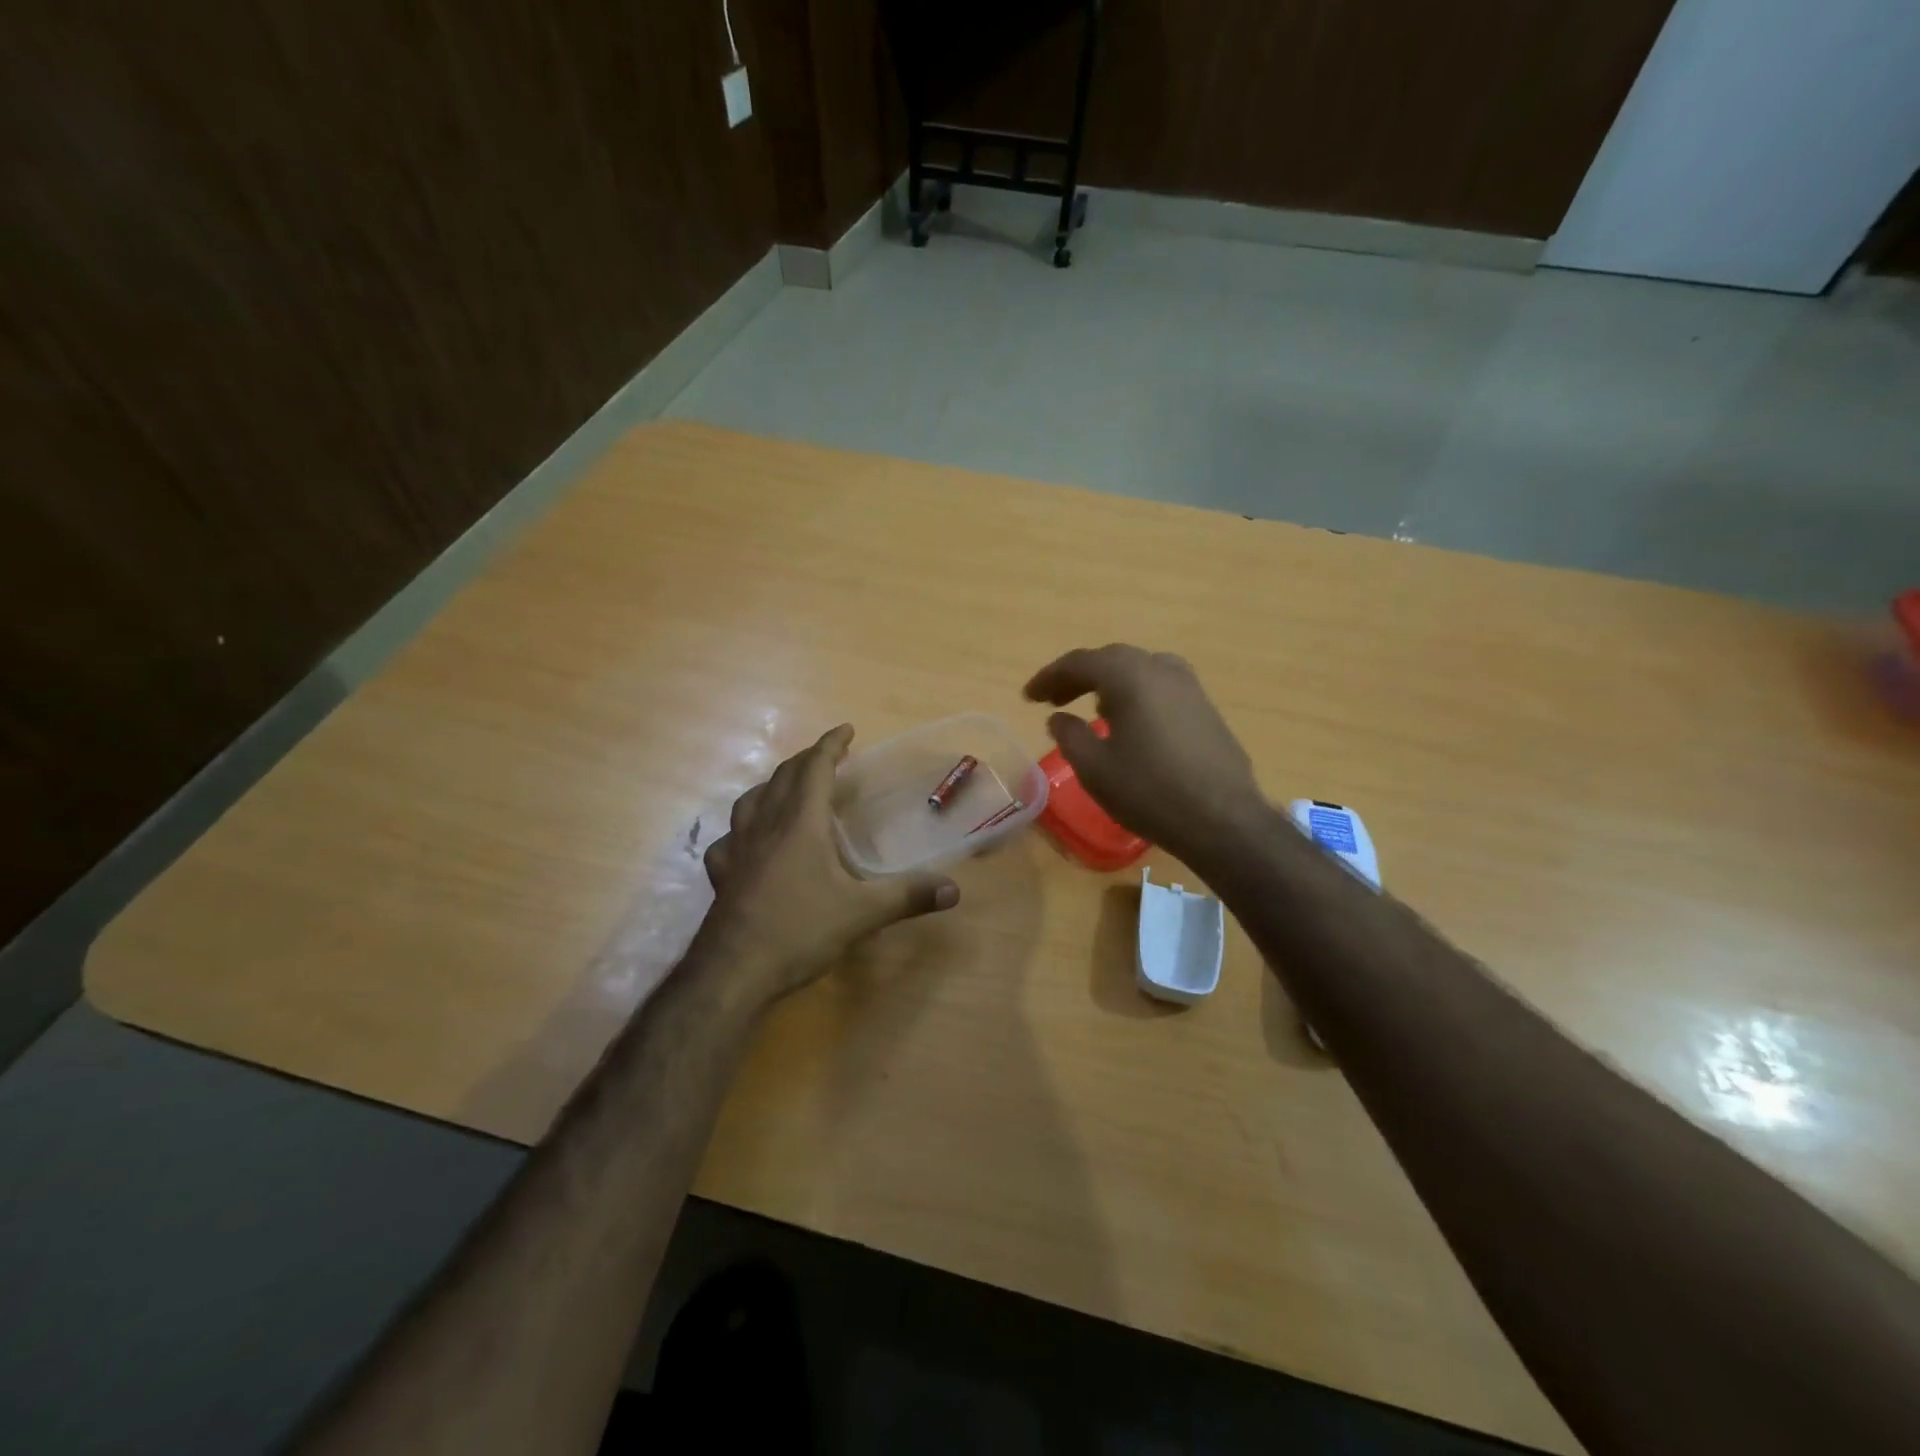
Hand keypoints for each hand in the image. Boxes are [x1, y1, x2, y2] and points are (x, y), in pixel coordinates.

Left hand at [701, 724, 959, 1001]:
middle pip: (783, 777)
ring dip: (773, 786)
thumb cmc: (800, 930)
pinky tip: (749, 844)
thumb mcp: (862, 913)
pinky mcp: (721, 874)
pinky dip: (744, 829)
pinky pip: (729, 839)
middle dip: (807, 760)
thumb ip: (908, 896)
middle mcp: (765, 825)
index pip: (815, 768)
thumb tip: (954, 890)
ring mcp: (737, 849)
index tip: (847, 729)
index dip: (831, 744)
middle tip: (828, 757)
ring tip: (788, 789)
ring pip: (750, 800)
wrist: (733, 972)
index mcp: (800, 822)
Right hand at [1024, 644, 1265, 869]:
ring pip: (1140, 671)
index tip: (1028, 697)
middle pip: (1111, 660)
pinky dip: (1136, 695)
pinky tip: (1131, 724)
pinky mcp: (1206, 709)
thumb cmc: (1149, 791)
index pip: (1079, 662)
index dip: (1049, 677)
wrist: (1223, 820)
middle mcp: (1161, 669)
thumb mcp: (1095, 768)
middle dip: (1079, 677)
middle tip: (1054, 700)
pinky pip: (1161, 688)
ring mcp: (1190, 687)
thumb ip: (1069, 735)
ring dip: (1110, 684)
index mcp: (1130, 676)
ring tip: (1092, 709)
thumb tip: (1059, 718)